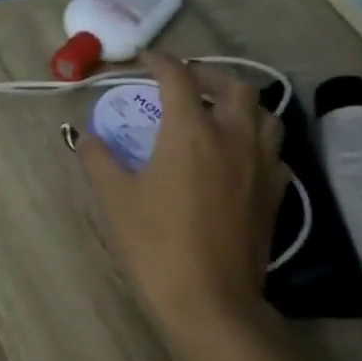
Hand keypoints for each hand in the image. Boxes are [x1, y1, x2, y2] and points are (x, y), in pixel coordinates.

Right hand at [78, 51, 289, 339]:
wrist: (210, 300)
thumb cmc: (155, 244)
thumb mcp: (115, 198)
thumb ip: (98, 159)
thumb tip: (86, 137)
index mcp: (191, 131)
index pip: (178, 78)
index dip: (159, 62)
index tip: (144, 60)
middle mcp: (233, 137)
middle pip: (234, 86)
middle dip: (208, 75)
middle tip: (184, 82)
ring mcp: (261, 165)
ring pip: (265, 114)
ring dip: (241, 103)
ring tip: (218, 111)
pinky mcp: (275, 193)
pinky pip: (274, 150)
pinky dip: (256, 139)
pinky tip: (238, 155)